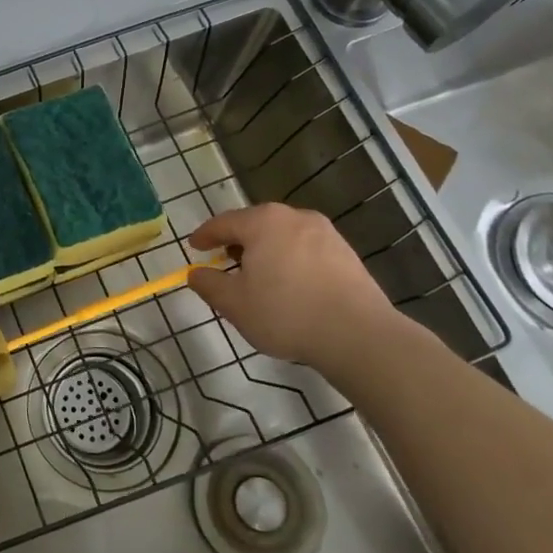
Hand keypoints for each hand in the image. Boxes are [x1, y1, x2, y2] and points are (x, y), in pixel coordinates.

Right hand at [187, 204, 402, 372]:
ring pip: (283, 235)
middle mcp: (294, 217)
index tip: (194, 247)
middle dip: (237, 241)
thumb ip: (209, 284)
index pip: (223, 222)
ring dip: (266, 250)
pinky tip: (290, 285)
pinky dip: (290, 260)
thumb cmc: (286, 313)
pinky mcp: (346, 253)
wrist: (359, 335)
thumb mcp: (234, 303)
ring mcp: (325, 233)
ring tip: (258, 275)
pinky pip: (306, 249)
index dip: (205, 235)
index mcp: (263, 222)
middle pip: (256, 224)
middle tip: (224, 260)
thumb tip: (196, 273)